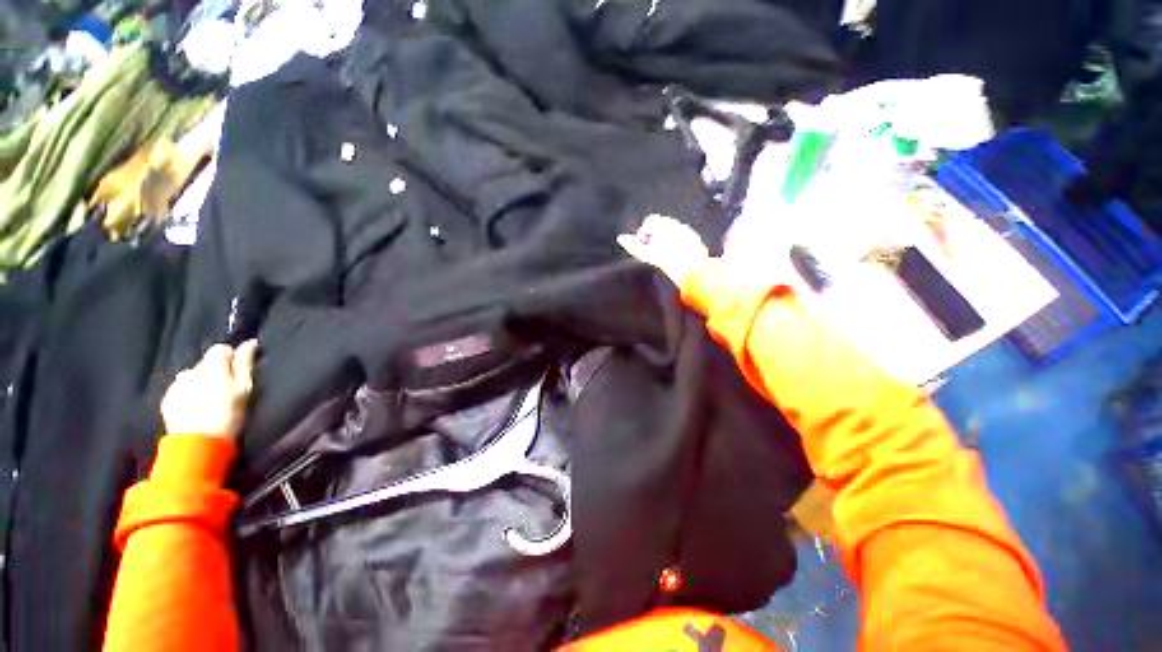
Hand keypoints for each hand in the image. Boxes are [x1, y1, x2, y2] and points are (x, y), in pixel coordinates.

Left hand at [161, 341, 257, 439]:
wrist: (199, 443)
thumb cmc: (229, 414)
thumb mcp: (245, 388)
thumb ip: (245, 364)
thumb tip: (250, 343)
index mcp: (212, 366)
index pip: (220, 348)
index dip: (231, 358)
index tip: (238, 372)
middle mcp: (191, 371)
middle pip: (205, 363)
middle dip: (215, 371)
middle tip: (226, 389)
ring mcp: (176, 386)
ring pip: (191, 376)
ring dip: (200, 382)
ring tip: (209, 399)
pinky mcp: (167, 401)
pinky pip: (180, 390)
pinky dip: (189, 394)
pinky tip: (196, 408)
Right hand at [617, 214, 709, 286]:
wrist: (691, 270)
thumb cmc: (669, 262)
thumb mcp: (646, 255)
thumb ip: (633, 245)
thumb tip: (621, 239)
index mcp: (663, 224)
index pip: (649, 221)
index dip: (644, 233)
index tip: (644, 243)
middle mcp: (676, 224)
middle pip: (661, 225)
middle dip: (656, 235)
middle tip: (653, 250)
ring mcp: (687, 231)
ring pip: (672, 231)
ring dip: (667, 239)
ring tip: (664, 254)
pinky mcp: (695, 239)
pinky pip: (683, 238)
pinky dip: (678, 244)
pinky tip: (676, 256)